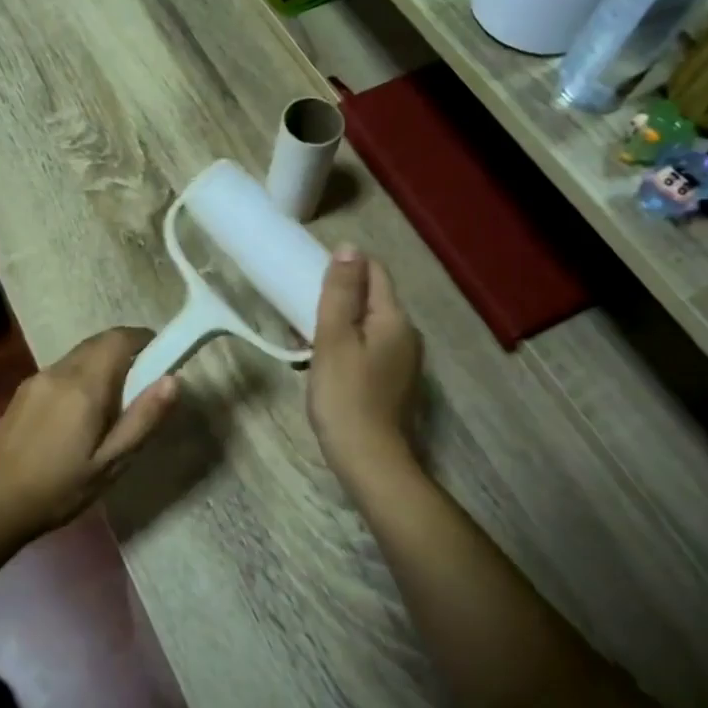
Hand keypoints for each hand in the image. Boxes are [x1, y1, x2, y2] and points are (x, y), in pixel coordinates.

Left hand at [0, 327, 176, 538]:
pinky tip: (80, 416)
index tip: (162, 357)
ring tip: (113, 406)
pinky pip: (61, 371)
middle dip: (125, 352)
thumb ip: (143, 419)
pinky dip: (81, 377)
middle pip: (99, 343)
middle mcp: (59, 371)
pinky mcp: (22, 392)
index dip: (144, 339)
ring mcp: (36, 379)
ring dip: (102, 365)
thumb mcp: (110, 463)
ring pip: (78, 356)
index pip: (119, 338)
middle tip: (142, 386)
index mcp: (85, 385)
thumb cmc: (58, 489)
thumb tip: (173, 380)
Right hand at [308, 247, 420, 481]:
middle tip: (300, 310)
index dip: (344, 268)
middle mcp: (407, 334)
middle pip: (371, 298)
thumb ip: (341, 292)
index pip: (374, 272)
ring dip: (338, 324)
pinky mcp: (393, 381)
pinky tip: (322, 362)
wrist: (368, 459)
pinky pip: (368, 348)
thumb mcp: (334, 338)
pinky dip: (346, 347)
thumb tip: (349, 248)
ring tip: (304, 337)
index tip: (310, 278)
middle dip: (337, 298)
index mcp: (395, 318)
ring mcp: (403, 360)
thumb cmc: (345, 395)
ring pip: (367, 325)